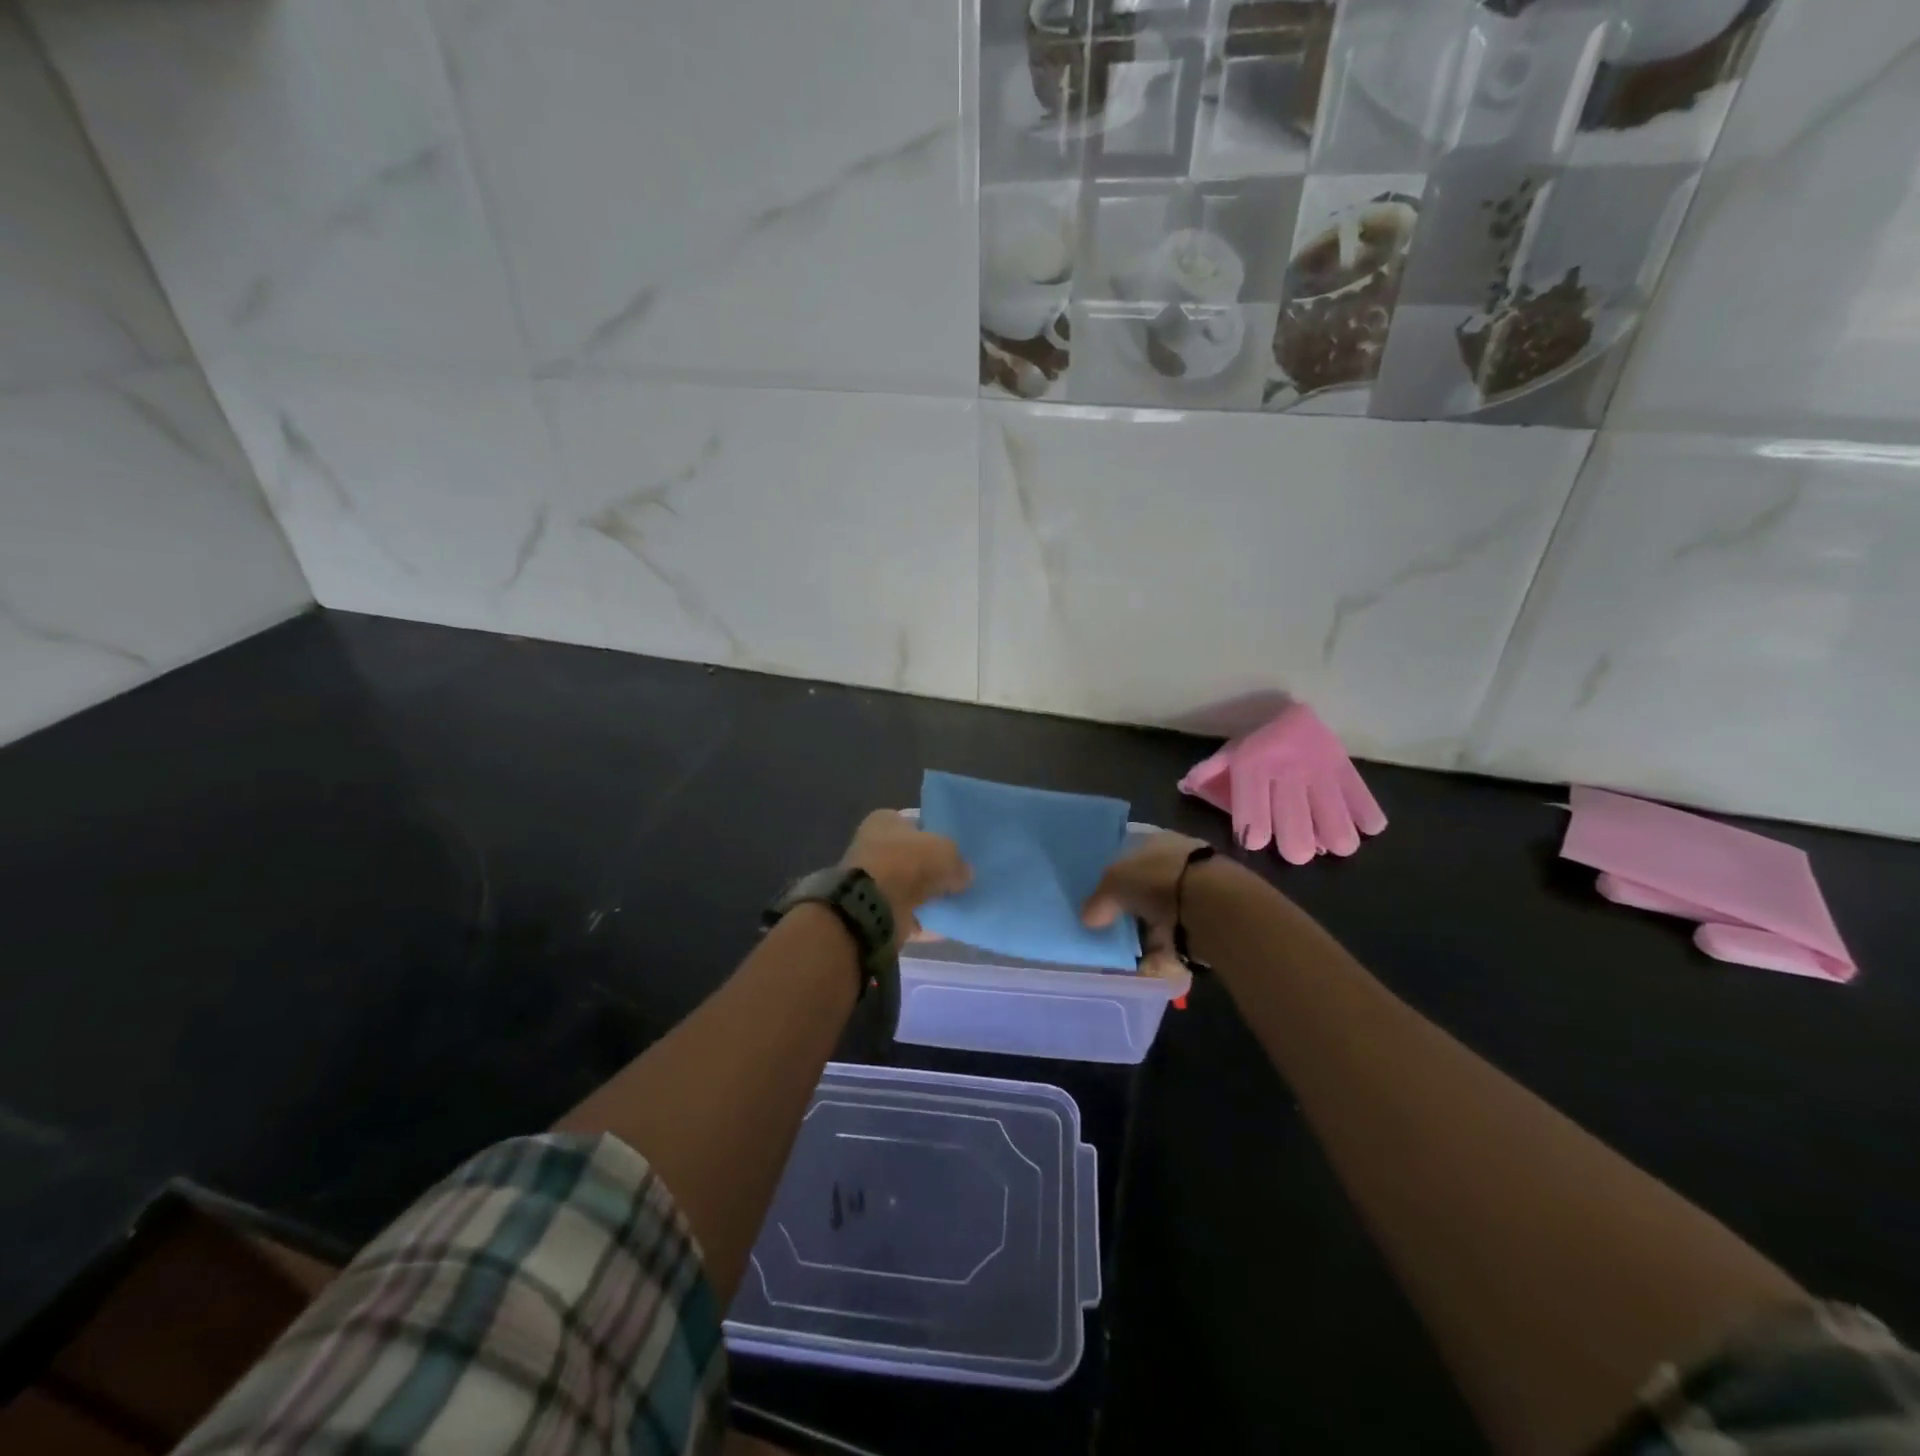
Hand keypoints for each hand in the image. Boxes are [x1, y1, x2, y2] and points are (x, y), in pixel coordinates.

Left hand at [841, 810, 970, 947]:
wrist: (872, 907)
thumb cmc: (906, 863)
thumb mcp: (945, 851)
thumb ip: (958, 861)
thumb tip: (964, 875)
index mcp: (885, 821)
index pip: (917, 822)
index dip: (938, 834)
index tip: (958, 849)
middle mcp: (874, 846)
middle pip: (913, 856)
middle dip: (934, 868)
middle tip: (961, 877)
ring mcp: (873, 880)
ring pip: (910, 886)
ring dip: (929, 895)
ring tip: (958, 902)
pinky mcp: (875, 910)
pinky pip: (907, 914)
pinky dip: (924, 920)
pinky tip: (946, 925)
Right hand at [1081, 831, 1212, 995]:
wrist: (1213, 906)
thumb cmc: (1159, 880)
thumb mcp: (1115, 882)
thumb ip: (1099, 899)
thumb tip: (1088, 918)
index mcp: (1156, 839)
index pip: (1130, 851)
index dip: (1114, 871)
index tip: (1099, 893)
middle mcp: (1177, 860)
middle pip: (1145, 885)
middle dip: (1130, 906)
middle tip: (1110, 926)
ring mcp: (1196, 890)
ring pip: (1161, 913)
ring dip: (1147, 931)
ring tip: (1128, 951)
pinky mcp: (1207, 920)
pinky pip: (1177, 937)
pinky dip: (1163, 951)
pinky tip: (1148, 964)